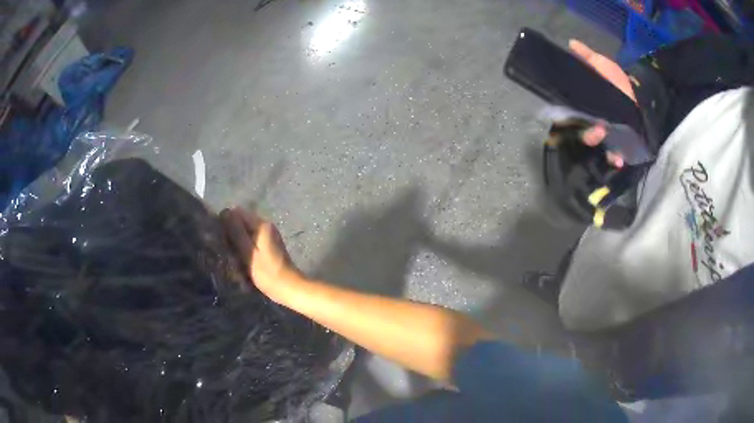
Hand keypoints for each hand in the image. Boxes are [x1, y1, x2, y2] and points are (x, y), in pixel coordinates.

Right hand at [220, 208, 299, 300]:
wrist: (289, 288)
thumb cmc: (267, 273)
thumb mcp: (248, 253)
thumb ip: (236, 232)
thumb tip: (225, 212)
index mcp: (261, 224)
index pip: (237, 212)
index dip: (225, 222)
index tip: (219, 237)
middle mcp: (266, 226)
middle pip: (241, 221)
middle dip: (231, 232)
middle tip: (224, 249)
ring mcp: (268, 235)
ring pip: (245, 232)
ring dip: (236, 241)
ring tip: (231, 256)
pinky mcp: (269, 246)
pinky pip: (251, 240)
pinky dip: (244, 247)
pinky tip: (241, 260)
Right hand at [569, 39, 635, 167]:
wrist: (641, 101)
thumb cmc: (620, 83)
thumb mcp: (603, 65)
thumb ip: (588, 57)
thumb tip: (571, 43)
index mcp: (586, 101)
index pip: (569, 107)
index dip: (564, 111)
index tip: (563, 112)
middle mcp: (591, 118)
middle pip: (579, 127)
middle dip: (585, 130)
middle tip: (596, 127)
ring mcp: (603, 133)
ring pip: (591, 140)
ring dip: (595, 139)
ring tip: (604, 134)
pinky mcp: (616, 146)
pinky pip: (610, 155)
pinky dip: (613, 158)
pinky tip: (618, 159)